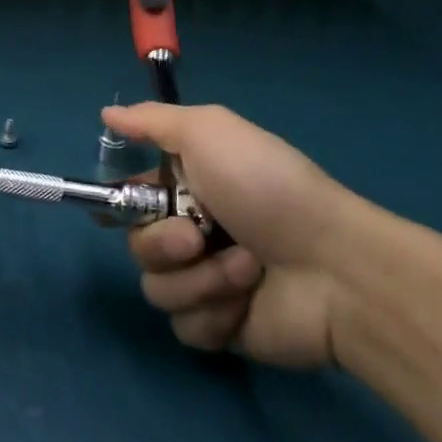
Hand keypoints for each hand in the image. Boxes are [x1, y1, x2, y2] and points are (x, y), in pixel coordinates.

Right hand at [102, 102, 380, 368]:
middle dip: (162, 243)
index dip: (117, 202)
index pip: (131, 195)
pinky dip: (214, 312)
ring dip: (198, 279)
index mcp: (188, 187)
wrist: (335, 268)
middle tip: (196, 238)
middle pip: (137, 245)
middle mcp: (192, 233)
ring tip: (245, 269)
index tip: (108, 210)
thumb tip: (106, 114)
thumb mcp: (209, 132)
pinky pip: (185, 325)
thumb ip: (152, 121)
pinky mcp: (221, 328)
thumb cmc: (267, 188)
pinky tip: (247, 302)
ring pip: (156, 288)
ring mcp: (206, 283)